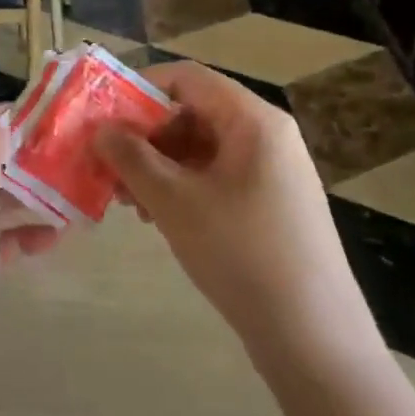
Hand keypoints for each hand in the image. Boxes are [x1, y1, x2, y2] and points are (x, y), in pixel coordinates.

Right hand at [97, 62, 381, 376]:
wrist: (313, 337)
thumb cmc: (241, 253)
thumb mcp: (175, 201)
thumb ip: (132, 157)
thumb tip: (101, 129)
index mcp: (252, 119)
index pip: (187, 78)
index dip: (139, 89)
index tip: (102, 116)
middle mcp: (267, 135)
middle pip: (193, 112)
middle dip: (145, 136)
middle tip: (108, 167)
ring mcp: (273, 171)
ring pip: (201, 149)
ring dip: (159, 166)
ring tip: (129, 201)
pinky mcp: (271, 204)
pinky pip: (217, 177)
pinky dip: (182, 188)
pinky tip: (159, 218)